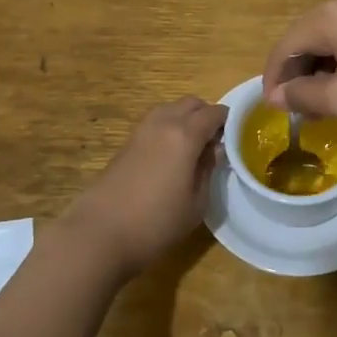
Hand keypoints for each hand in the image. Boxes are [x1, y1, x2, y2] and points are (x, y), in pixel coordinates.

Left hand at [65, 97, 226, 277]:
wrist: (99, 233)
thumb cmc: (156, 223)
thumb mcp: (196, 203)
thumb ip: (208, 170)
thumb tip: (214, 150)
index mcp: (185, 134)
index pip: (214, 113)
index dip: (228, 121)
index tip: (237, 136)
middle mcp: (163, 123)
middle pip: (191, 103)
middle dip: (206, 115)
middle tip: (215, 141)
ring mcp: (141, 130)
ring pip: (170, 109)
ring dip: (185, 118)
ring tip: (193, 148)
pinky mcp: (126, 143)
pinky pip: (155, 122)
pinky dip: (168, 128)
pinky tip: (171, 156)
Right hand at [262, 0, 336, 141]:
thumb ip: (304, 94)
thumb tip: (277, 94)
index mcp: (333, 13)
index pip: (286, 44)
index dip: (273, 78)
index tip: (272, 109)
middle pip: (309, 36)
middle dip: (300, 73)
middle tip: (301, 110)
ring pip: (336, 36)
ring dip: (325, 67)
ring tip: (328, 103)